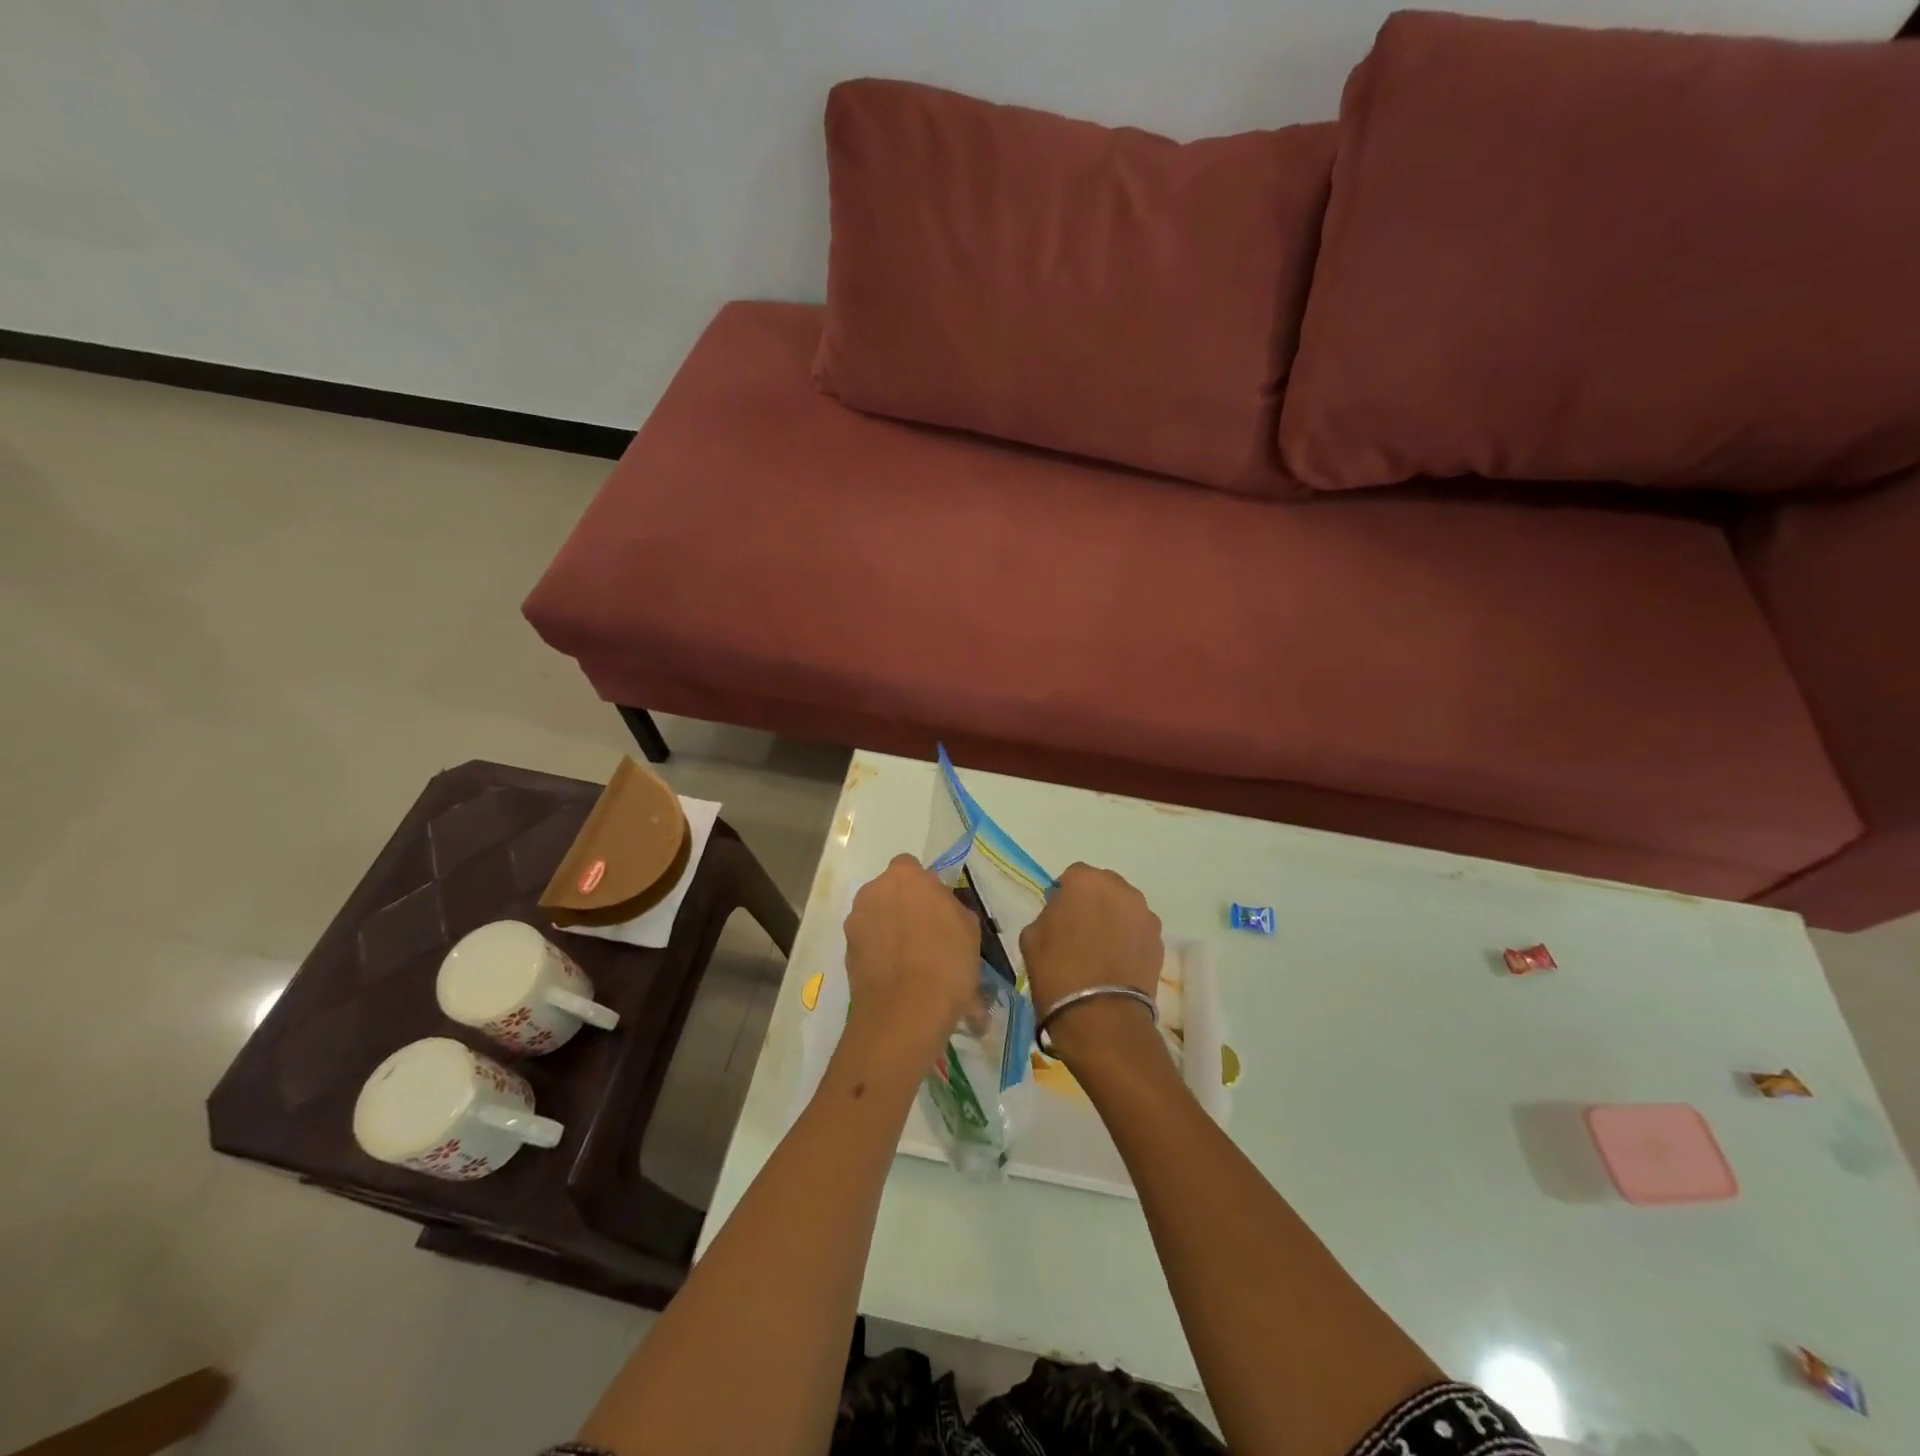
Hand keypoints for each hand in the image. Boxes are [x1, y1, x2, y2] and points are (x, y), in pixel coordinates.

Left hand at [842, 855, 981, 1073]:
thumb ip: (951, 909)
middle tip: (927, 935)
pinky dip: (880, 955)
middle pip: (890, 892)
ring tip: (912, 963)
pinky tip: (898, 979)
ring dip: (890, 931)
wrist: (905, 1012)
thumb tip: (943, 911)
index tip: (938, 909)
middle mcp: (873, 891)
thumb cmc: (946, 961)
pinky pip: (868, 945)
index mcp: (905, 876)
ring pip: (877, 918)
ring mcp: (855, 922)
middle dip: (904, 907)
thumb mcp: (969, 929)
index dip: (924, 887)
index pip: (910, 867)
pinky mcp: (846, 953)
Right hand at [1019, 864, 1162, 1066]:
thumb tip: (1060, 916)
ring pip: (1124, 909)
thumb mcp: (1032, 937)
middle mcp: (1121, 889)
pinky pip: (1138, 932)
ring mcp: (1145, 915)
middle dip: (1092, 903)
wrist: (1101, 1017)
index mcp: (1086, 881)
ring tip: (1101, 951)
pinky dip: (1129, 941)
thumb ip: (1048, 915)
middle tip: (1080, 932)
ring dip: (1113, 920)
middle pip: (1103, 888)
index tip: (1057, 918)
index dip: (1064, 895)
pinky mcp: (1160, 942)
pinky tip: (1116, 965)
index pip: (1072, 876)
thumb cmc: (1057, 971)